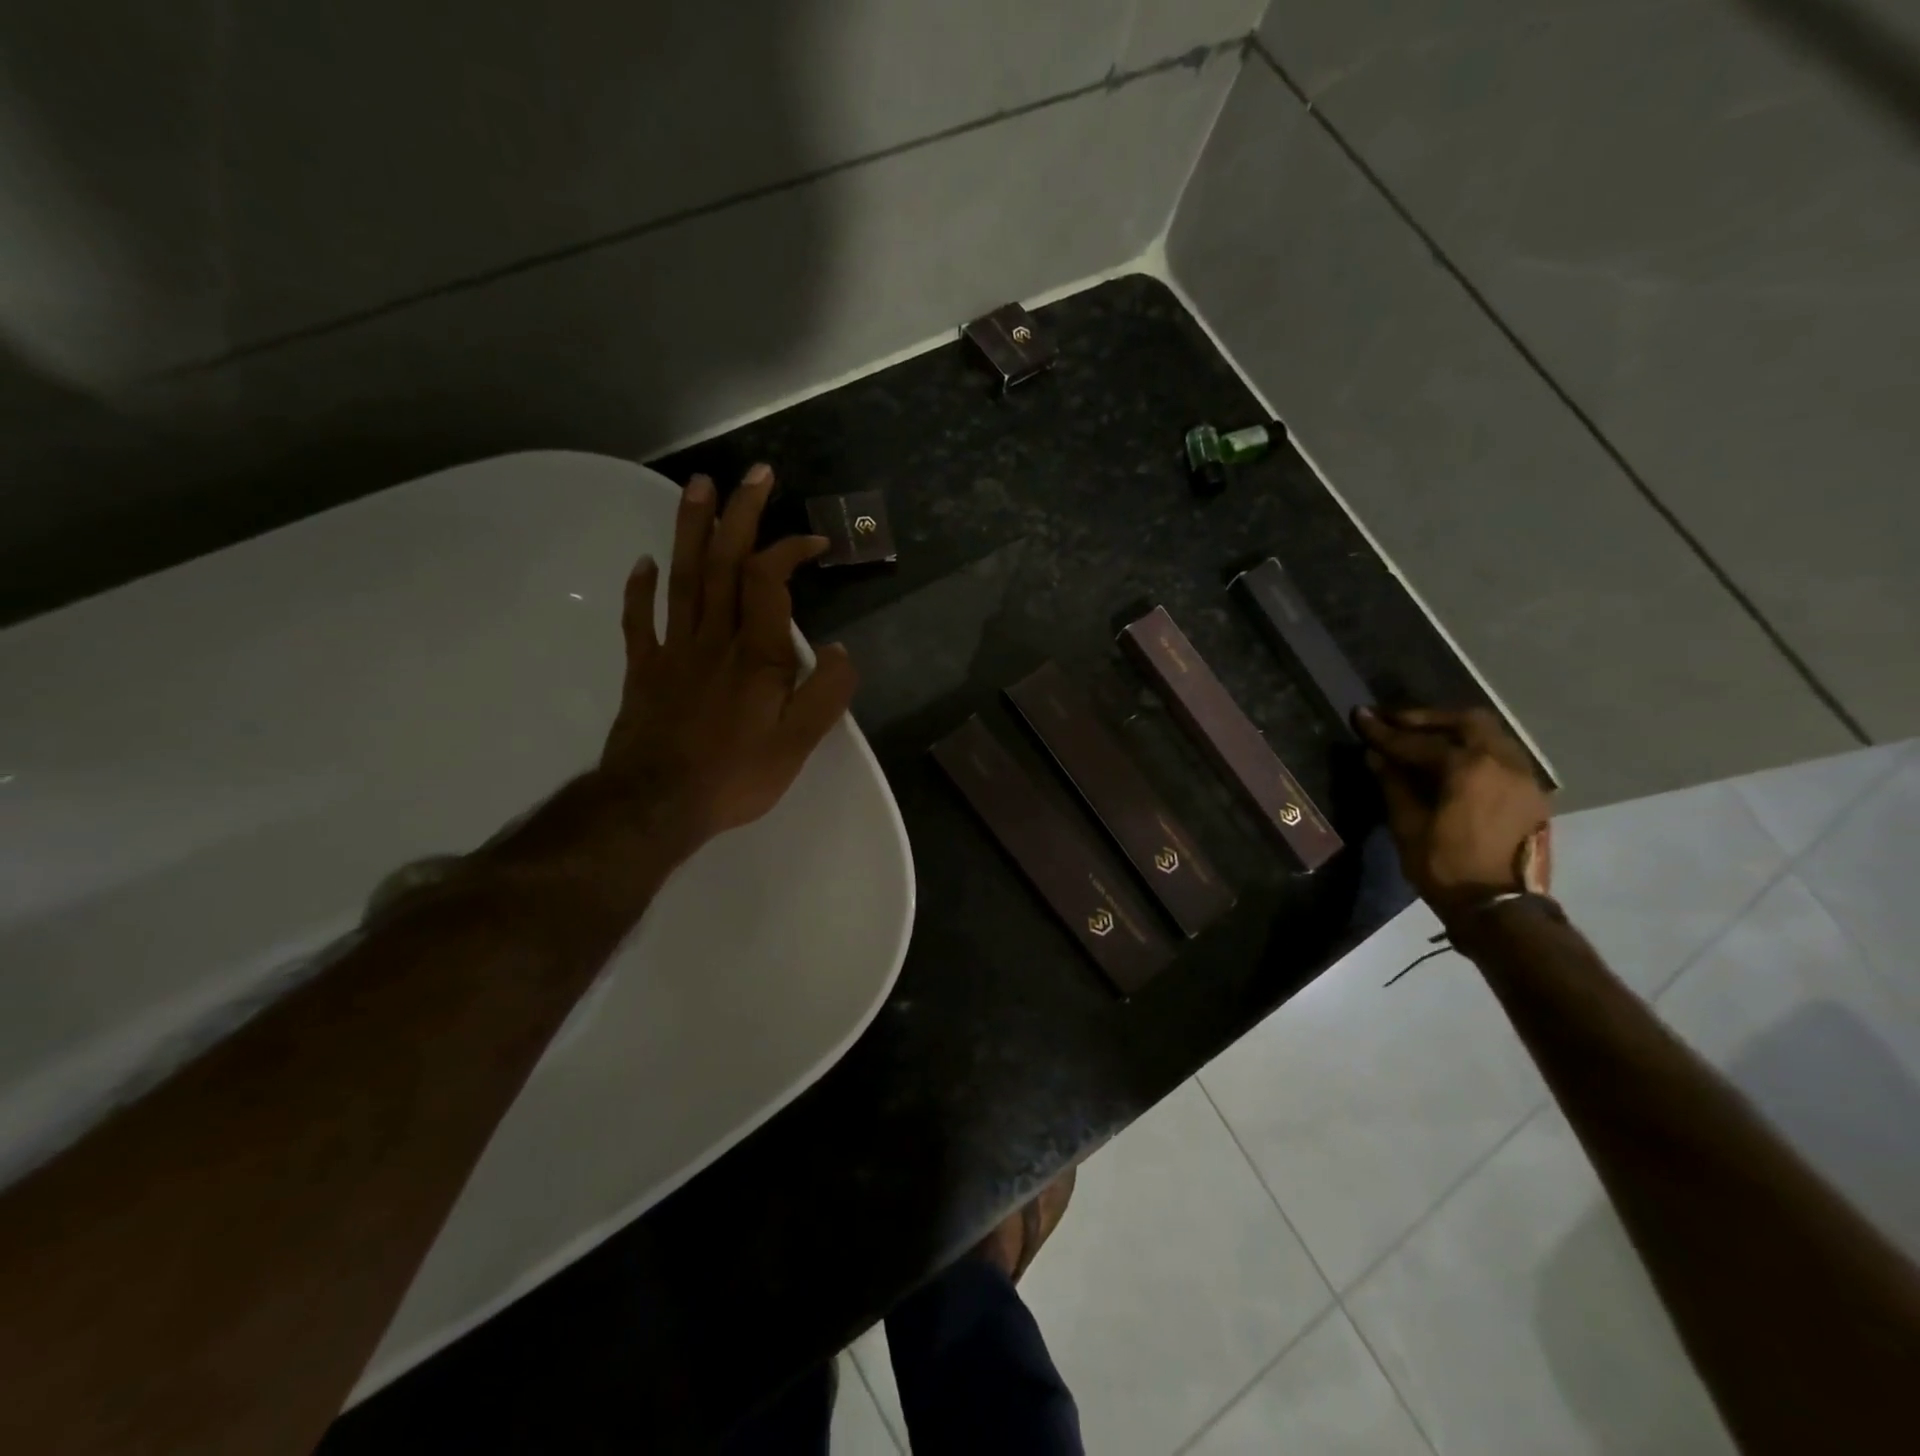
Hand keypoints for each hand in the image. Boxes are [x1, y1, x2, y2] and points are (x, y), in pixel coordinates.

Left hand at [597, 463, 857, 854]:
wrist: (658, 804)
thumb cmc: (736, 775)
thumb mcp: (799, 743)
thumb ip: (827, 694)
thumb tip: (843, 651)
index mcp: (757, 654)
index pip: (770, 580)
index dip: (790, 549)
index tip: (815, 541)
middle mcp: (715, 639)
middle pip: (725, 563)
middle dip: (740, 514)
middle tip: (753, 473)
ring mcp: (674, 651)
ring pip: (685, 578)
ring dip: (692, 529)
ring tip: (697, 486)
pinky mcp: (645, 671)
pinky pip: (641, 621)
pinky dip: (641, 589)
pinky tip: (645, 563)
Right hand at [1355, 706, 1551, 923]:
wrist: (1502, 908)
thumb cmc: (1447, 867)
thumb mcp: (1408, 826)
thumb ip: (1394, 784)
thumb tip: (1376, 756)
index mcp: (1469, 768)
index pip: (1418, 741)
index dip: (1384, 731)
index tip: (1361, 717)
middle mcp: (1502, 762)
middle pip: (1467, 721)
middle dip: (1428, 719)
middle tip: (1396, 723)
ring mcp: (1524, 778)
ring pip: (1490, 736)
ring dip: (1455, 732)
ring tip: (1424, 740)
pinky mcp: (1532, 795)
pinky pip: (1502, 757)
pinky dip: (1475, 750)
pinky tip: (1453, 765)